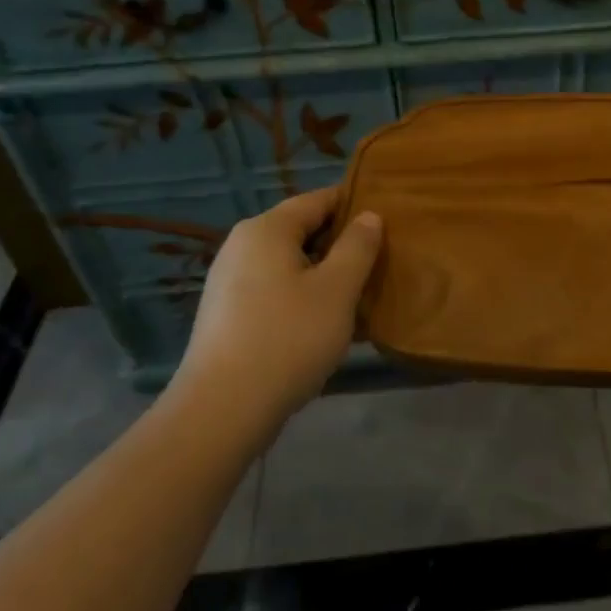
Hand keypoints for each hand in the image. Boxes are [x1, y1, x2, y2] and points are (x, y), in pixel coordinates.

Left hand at [165, 187, 383, 443]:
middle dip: (342, 245)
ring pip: (290, 264)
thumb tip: (369, 216)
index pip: (319, 199)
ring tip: (359, 296)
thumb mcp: (337, 289)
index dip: (355, 205)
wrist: (221, 411)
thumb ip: (358, 247)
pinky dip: (302, 297)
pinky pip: (275, 290)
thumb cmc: (288, 339)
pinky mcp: (228, 314)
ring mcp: (230, 281)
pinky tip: (325, 325)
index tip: (389, 221)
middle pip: (303, 230)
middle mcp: (243, 245)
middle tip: (380, 263)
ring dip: (325, 275)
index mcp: (267, 229)